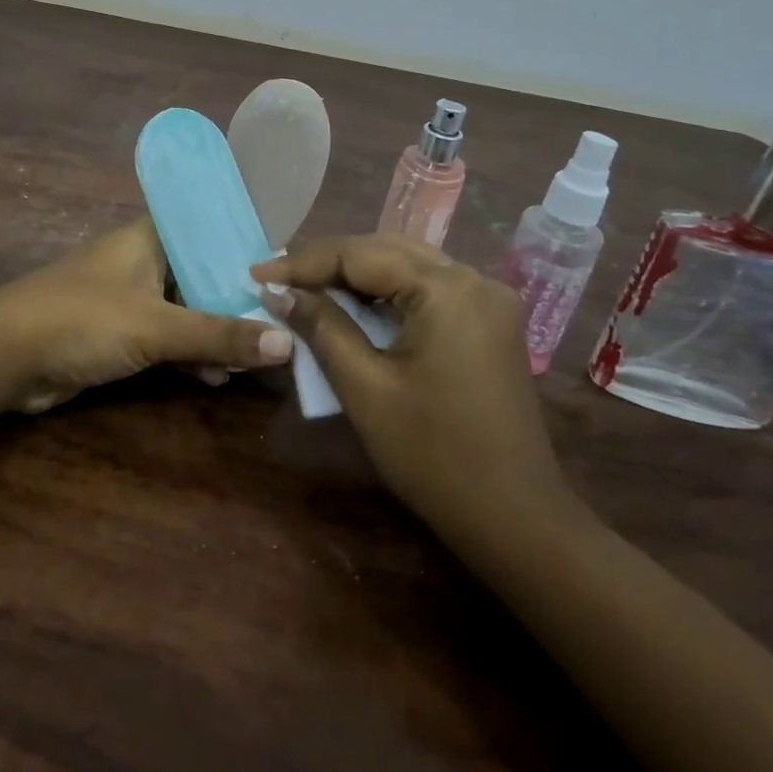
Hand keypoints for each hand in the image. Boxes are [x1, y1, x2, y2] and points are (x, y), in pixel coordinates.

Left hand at [0, 219, 294, 412]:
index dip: (243, 246)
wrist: (5, 355)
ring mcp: (127, 298)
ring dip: (214, 333)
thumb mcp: (156, 326)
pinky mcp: (116, 333)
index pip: (207, 228)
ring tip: (257, 357)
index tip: (284, 270)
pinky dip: (187, 354)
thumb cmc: (83, 319)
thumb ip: (218, 334)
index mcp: (150, 238)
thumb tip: (288, 342)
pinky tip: (214, 377)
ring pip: (184, 310)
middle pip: (200, 274)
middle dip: (235, 300)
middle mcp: (141, 261)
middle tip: (283, 322)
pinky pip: (163, 338)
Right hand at [251, 235, 575, 560]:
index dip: (303, 262)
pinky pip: (427, 290)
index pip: (360, 254)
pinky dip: (386, 294)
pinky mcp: (490, 323)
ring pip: (407, 266)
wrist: (515, 520)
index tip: (257, 273)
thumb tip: (277, 291)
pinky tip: (353, 306)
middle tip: (278, 278)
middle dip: (328, 263)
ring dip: (356, 276)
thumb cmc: (433, 454)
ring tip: (305, 286)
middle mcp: (474, 279)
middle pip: (386, 251)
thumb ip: (320, 326)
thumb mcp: (363, 387)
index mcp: (447, 289)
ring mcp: (488, 301)